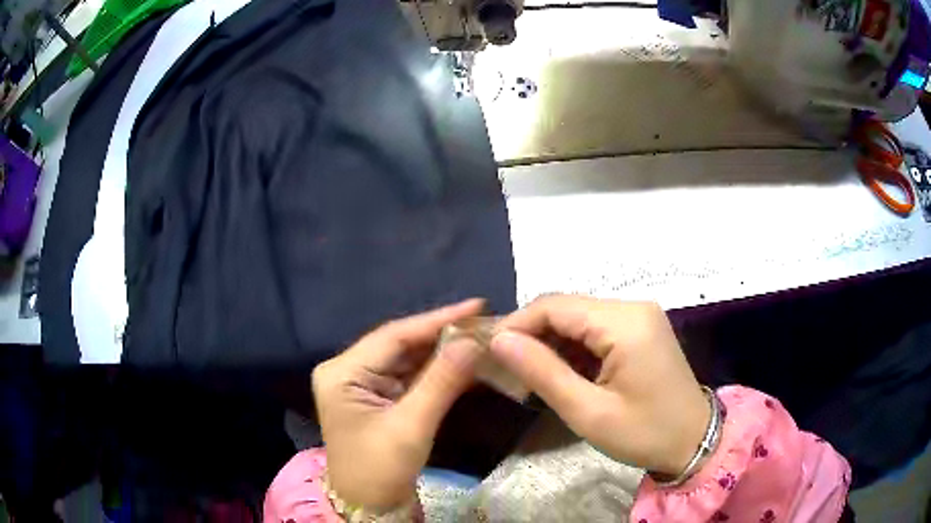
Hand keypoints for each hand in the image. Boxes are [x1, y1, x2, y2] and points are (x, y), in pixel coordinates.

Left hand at [313, 300, 484, 509]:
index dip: (437, 320)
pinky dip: (438, 371)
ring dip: (444, 351)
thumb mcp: (411, 426)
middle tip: (485, 322)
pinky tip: (464, 361)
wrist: (369, 505)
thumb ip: (441, 382)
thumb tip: (473, 341)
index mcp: (342, 372)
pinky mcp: (378, 397)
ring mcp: (363, 383)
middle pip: (401, 345)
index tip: (476, 306)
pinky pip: (411, 377)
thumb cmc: (380, 469)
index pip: (393, 337)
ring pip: (409, 359)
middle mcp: (348, 370)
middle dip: (443, 335)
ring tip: (481, 336)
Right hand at [489, 295, 709, 475]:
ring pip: (578, 316)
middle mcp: (633, 307)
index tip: (489, 351)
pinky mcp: (640, 327)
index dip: (517, 324)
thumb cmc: (644, 434)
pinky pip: (595, 327)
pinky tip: (561, 371)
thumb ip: (543, 372)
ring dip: (551, 341)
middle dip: (532, 333)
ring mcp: (639, 315)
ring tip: (528, 372)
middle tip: (505, 366)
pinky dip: (572, 346)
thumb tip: (499, 340)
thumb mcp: (588, 412)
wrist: (693, 440)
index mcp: (624, 323)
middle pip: (566, 307)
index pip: (555, 306)